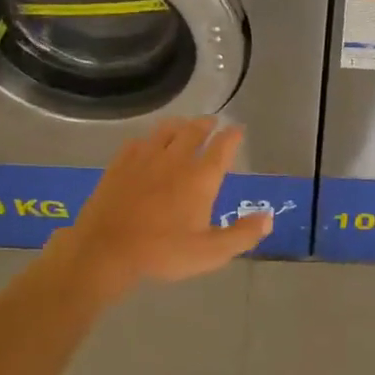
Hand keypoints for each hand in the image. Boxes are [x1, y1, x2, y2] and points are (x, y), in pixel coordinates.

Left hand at [45, 118, 269, 303]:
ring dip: (179, 125)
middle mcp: (176, 159)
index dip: (232, 136)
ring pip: (166, 130)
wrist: (106, 249)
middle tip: (212, 122)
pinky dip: (150, 139)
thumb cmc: (162, 252)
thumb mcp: (210, 253)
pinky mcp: (121, 163)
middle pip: (194, 131)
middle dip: (206, 124)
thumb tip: (268, 218)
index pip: (222, 147)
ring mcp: (145, 158)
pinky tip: (148, 145)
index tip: (237, 130)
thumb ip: (242, 234)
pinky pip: (139, 141)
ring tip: (184, 126)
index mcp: (201, 178)